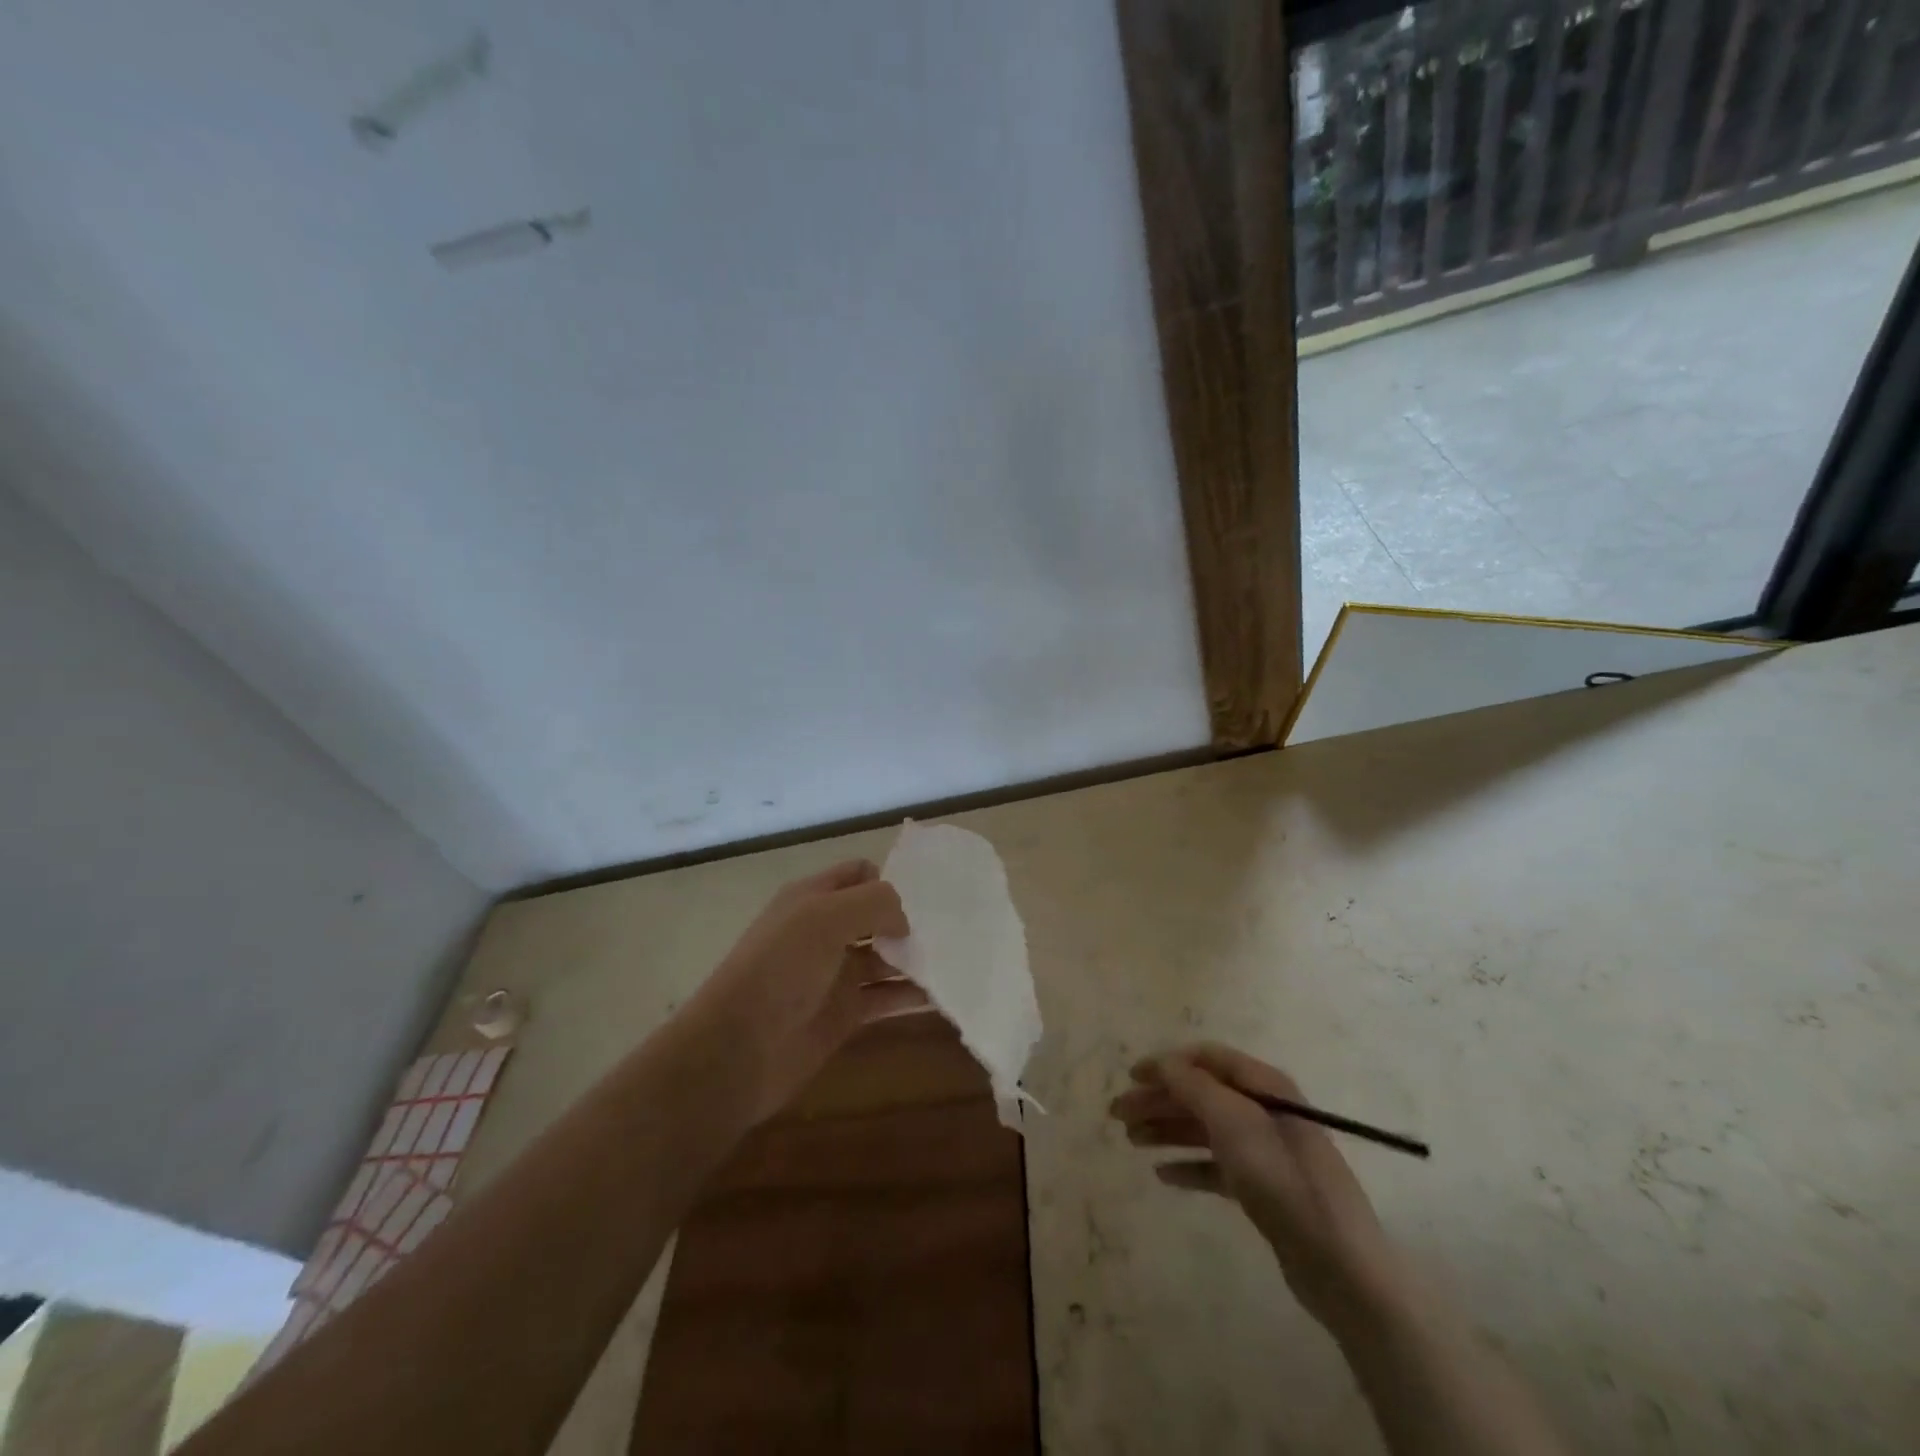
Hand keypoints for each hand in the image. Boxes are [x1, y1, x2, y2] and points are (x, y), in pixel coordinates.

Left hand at [685, 859, 928, 1124]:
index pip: (859, 874)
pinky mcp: (845, 1014)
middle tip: (953, 930)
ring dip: (916, 958)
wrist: (738, 1050)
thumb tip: (904, 921)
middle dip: (910, 920)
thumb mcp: (824, 918)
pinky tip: (944, 995)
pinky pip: (887, 997)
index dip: (889, 879)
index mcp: (812, 898)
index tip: (925, 896)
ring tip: (959, 960)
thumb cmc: (779, 970)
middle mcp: (825, 931)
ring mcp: (835, 974)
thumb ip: (873, 904)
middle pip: (877, 916)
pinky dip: (912, 995)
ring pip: (886, 958)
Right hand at [1111, 1043, 1400, 1331]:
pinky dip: (1188, 1165)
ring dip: (1166, 1130)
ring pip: (1205, 1129)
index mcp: (1264, 1085)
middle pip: (1201, 1094)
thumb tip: (1164, 1062)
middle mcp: (1264, 1111)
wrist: (1340, 1266)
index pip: (1207, 1059)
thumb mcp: (1234, 1123)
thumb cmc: (1283, 1181)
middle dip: (1158, 1100)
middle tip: (1117, 1115)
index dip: (1167, 1063)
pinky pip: (1216, 1166)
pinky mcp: (1264, 1189)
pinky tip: (1163, 1175)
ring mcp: (1265, 1151)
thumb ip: (1194, 1087)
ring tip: (1131, 1142)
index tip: (1130, 1076)